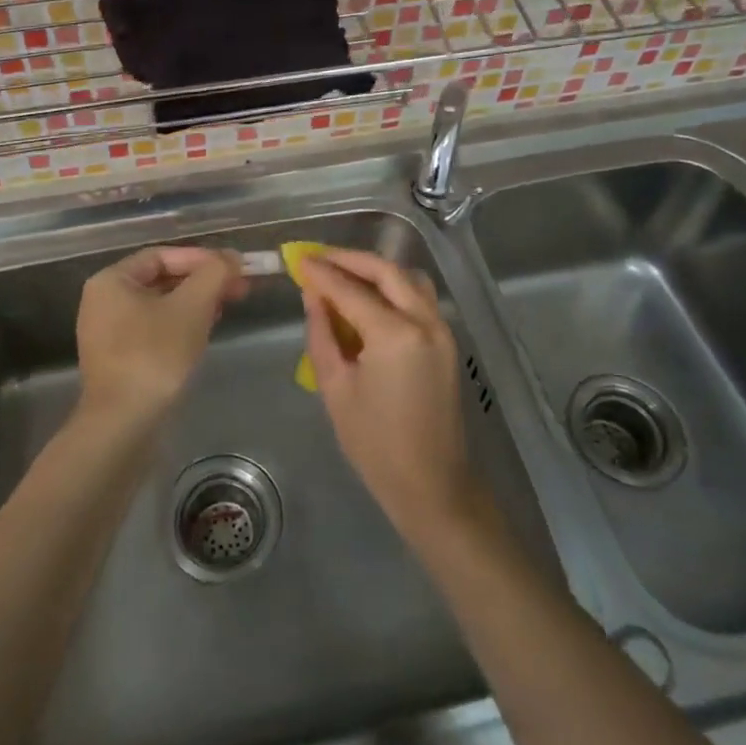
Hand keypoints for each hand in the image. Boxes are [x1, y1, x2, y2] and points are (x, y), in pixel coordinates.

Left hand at [76, 247, 246, 423]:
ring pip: (160, 305)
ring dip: (195, 303)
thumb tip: (232, 257)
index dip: (201, 258)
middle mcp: (103, 301)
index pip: (162, 255)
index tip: (233, 267)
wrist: (123, 425)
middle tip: (239, 288)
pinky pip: (153, 329)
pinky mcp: (119, 359)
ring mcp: (108, 332)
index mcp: (111, 281)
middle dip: (202, 281)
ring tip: (227, 307)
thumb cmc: (154, 355)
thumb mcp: (192, 307)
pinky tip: (204, 332)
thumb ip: (214, 274)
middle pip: (162, 279)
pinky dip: (180, 324)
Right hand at [297, 249, 478, 535]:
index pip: (352, 290)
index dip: (322, 273)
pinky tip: (370, 297)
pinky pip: (419, 297)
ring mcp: (442, 329)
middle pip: (386, 271)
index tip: (298, 259)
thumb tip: (313, 296)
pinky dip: (393, 287)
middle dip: (350, 260)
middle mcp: (425, 321)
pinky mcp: (447, 341)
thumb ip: (322, 334)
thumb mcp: (336, 389)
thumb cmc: (376, 445)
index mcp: (395, 335)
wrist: (432, 485)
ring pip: (408, 279)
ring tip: (343, 273)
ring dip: (375, 269)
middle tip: (318, 258)